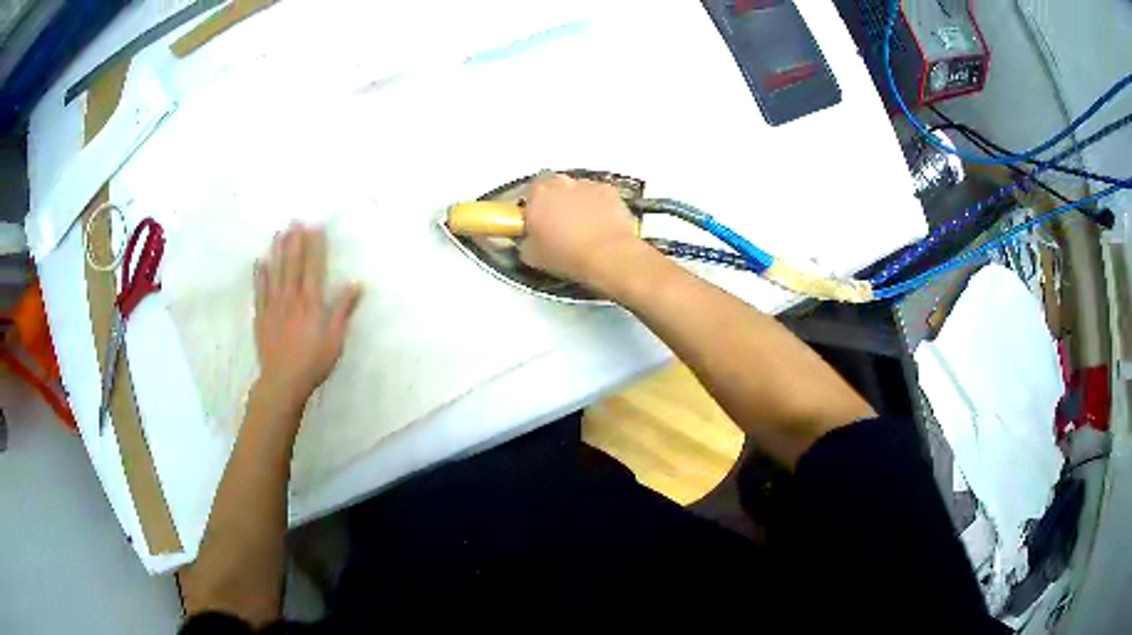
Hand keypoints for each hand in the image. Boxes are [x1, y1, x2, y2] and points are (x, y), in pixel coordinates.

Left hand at [253, 223, 361, 413]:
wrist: (283, 381)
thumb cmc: (314, 362)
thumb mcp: (335, 339)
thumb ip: (342, 309)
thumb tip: (355, 283)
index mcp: (311, 302)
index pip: (314, 267)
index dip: (315, 246)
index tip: (315, 226)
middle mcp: (291, 298)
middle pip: (293, 264)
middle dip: (295, 241)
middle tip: (295, 221)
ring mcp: (274, 305)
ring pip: (276, 272)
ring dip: (278, 251)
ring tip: (279, 232)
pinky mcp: (261, 316)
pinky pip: (260, 290)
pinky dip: (260, 275)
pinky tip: (260, 261)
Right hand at [519, 174, 645, 288]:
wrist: (608, 256)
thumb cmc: (567, 254)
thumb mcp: (532, 256)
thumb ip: (526, 241)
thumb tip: (529, 241)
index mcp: (538, 194)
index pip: (528, 194)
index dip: (532, 208)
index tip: (536, 223)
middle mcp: (561, 183)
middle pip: (554, 187)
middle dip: (555, 202)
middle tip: (559, 226)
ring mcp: (586, 184)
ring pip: (577, 190)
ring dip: (577, 203)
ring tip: (582, 229)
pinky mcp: (609, 191)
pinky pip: (599, 195)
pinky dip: (599, 206)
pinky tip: (600, 225)